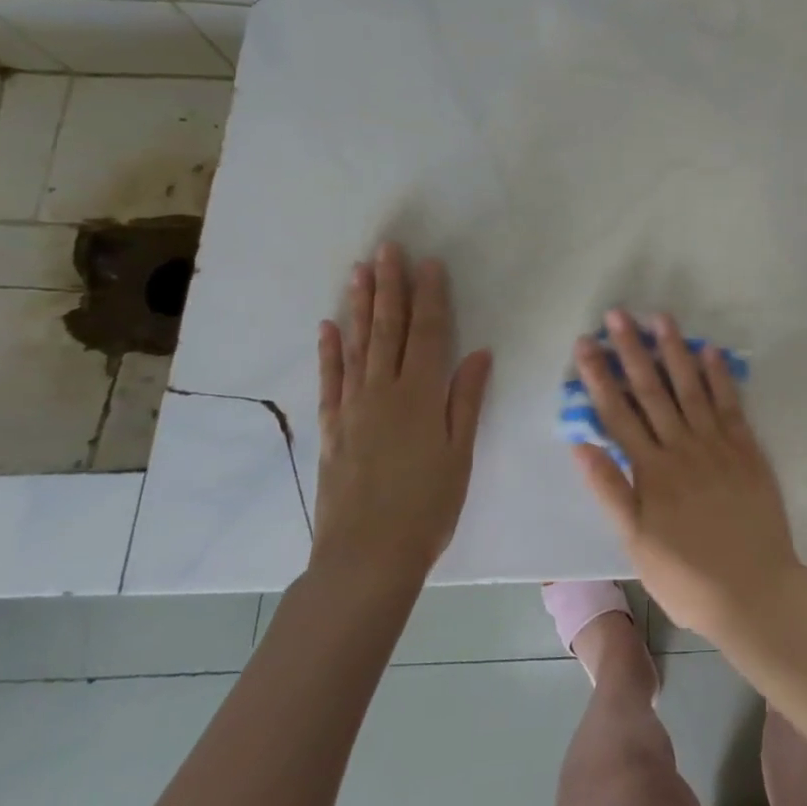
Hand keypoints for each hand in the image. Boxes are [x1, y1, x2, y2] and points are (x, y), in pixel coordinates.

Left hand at [311, 243, 491, 600]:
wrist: (367, 556)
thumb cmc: (428, 505)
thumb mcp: (459, 453)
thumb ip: (466, 399)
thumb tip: (478, 353)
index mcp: (420, 396)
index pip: (427, 333)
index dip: (430, 296)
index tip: (429, 263)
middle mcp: (383, 392)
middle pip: (387, 329)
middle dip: (389, 286)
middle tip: (386, 249)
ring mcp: (352, 408)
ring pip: (356, 345)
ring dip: (359, 306)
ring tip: (358, 271)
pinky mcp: (332, 429)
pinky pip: (330, 380)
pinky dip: (329, 351)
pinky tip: (328, 326)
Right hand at [572, 309, 802, 635]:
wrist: (753, 590)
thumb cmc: (686, 575)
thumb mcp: (636, 543)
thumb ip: (610, 491)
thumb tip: (581, 445)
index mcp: (651, 471)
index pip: (618, 414)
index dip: (600, 377)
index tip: (587, 345)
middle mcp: (682, 447)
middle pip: (652, 390)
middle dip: (632, 350)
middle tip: (618, 315)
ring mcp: (717, 444)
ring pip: (691, 388)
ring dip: (675, 351)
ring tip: (661, 318)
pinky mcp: (746, 449)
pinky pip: (731, 405)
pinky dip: (720, 376)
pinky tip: (710, 351)